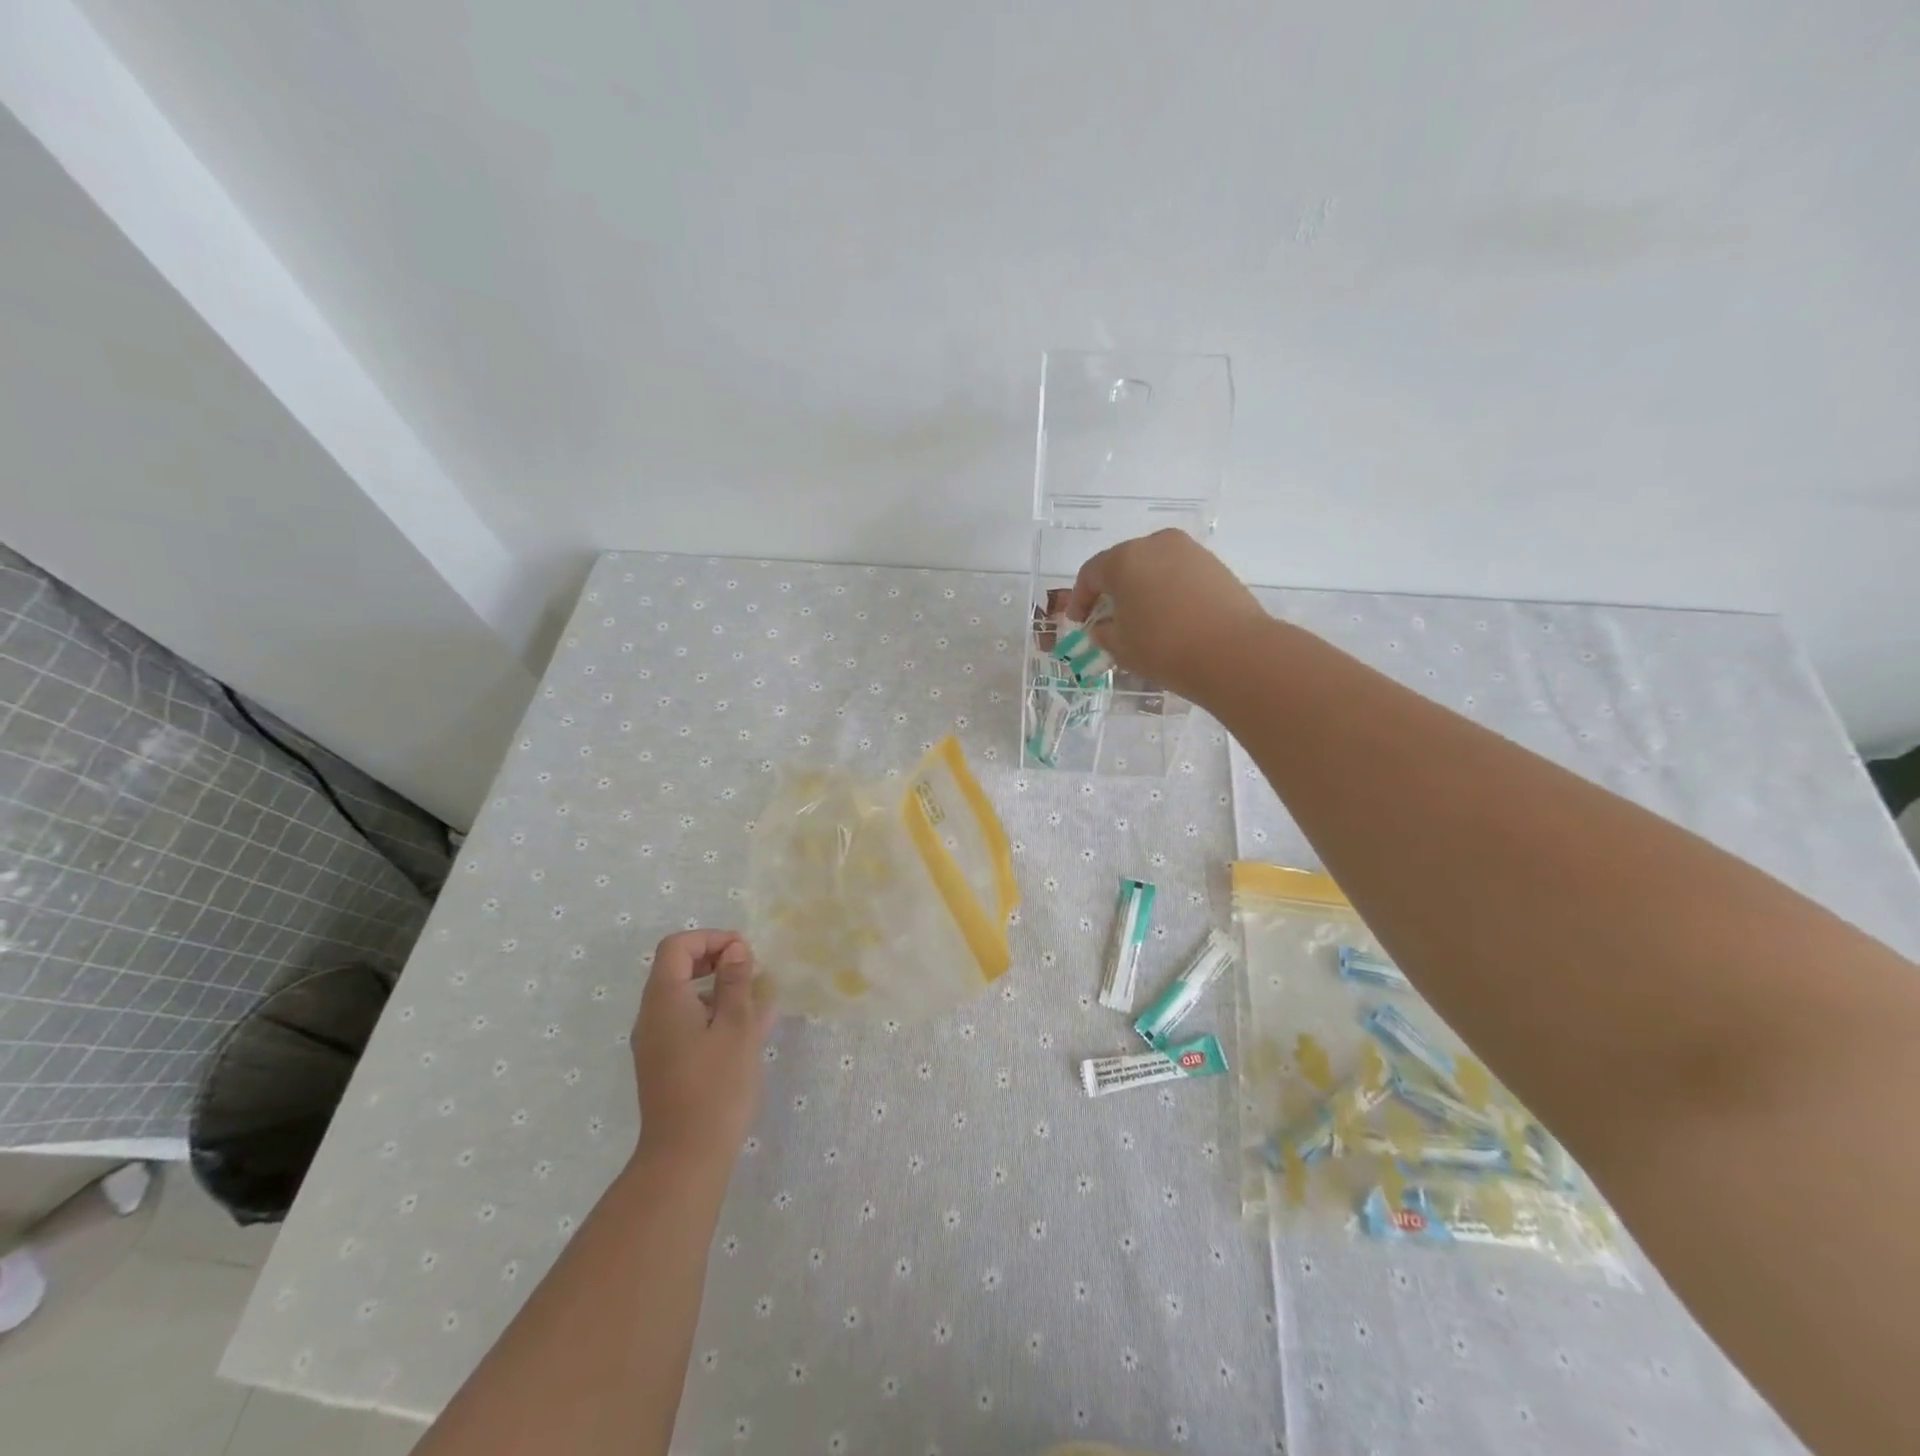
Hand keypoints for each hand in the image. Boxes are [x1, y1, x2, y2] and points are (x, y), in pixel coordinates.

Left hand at [632, 930, 771, 1171]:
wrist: (686, 1156)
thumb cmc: (716, 1085)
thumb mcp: (736, 1026)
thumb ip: (736, 982)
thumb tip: (735, 950)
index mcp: (664, 1000)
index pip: (677, 946)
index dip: (711, 938)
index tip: (744, 952)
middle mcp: (651, 1016)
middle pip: (677, 968)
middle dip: (716, 961)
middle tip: (751, 971)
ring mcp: (655, 1042)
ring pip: (685, 997)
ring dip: (719, 989)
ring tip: (758, 1002)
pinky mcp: (664, 1064)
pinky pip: (687, 1023)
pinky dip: (713, 1014)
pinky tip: (747, 1029)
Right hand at [1066, 529, 1268, 699]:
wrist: (1234, 653)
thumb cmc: (1164, 647)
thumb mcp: (1120, 647)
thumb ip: (1104, 632)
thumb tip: (1105, 627)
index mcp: (1124, 559)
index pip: (1090, 574)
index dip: (1080, 599)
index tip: (1078, 622)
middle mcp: (1156, 544)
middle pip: (1123, 564)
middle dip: (1112, 591)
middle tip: (1107, 619)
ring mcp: (1190, 552)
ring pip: (1154, 568)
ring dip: (1141, 590)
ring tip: (1141, 620)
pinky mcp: (1215, 566)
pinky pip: (1179, 576)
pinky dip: (1167, 592)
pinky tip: (1169, 618)